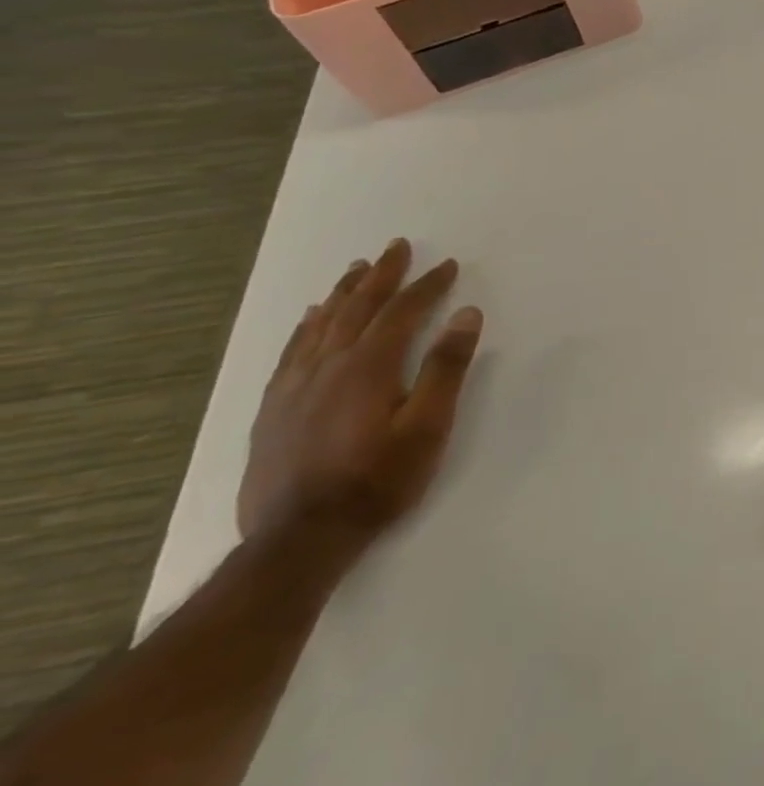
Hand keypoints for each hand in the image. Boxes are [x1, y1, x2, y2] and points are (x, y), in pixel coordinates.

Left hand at [237, 238, 482, 552]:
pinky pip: (292, 351)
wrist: (300, 538)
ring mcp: (295, 387)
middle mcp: (329, 366)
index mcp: (369, 367)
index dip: (427, 285)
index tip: (447, 264)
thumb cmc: (378, 480)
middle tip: (396, 247)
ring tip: (357, 269)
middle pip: (357, 308)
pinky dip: (306, 326)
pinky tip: (311, 318)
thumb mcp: (429, 427)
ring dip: (343, 293)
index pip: (402, 312)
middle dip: (381, 276)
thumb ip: (447, 368)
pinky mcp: (274, 408)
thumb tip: (466, 313)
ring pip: (321, 325)